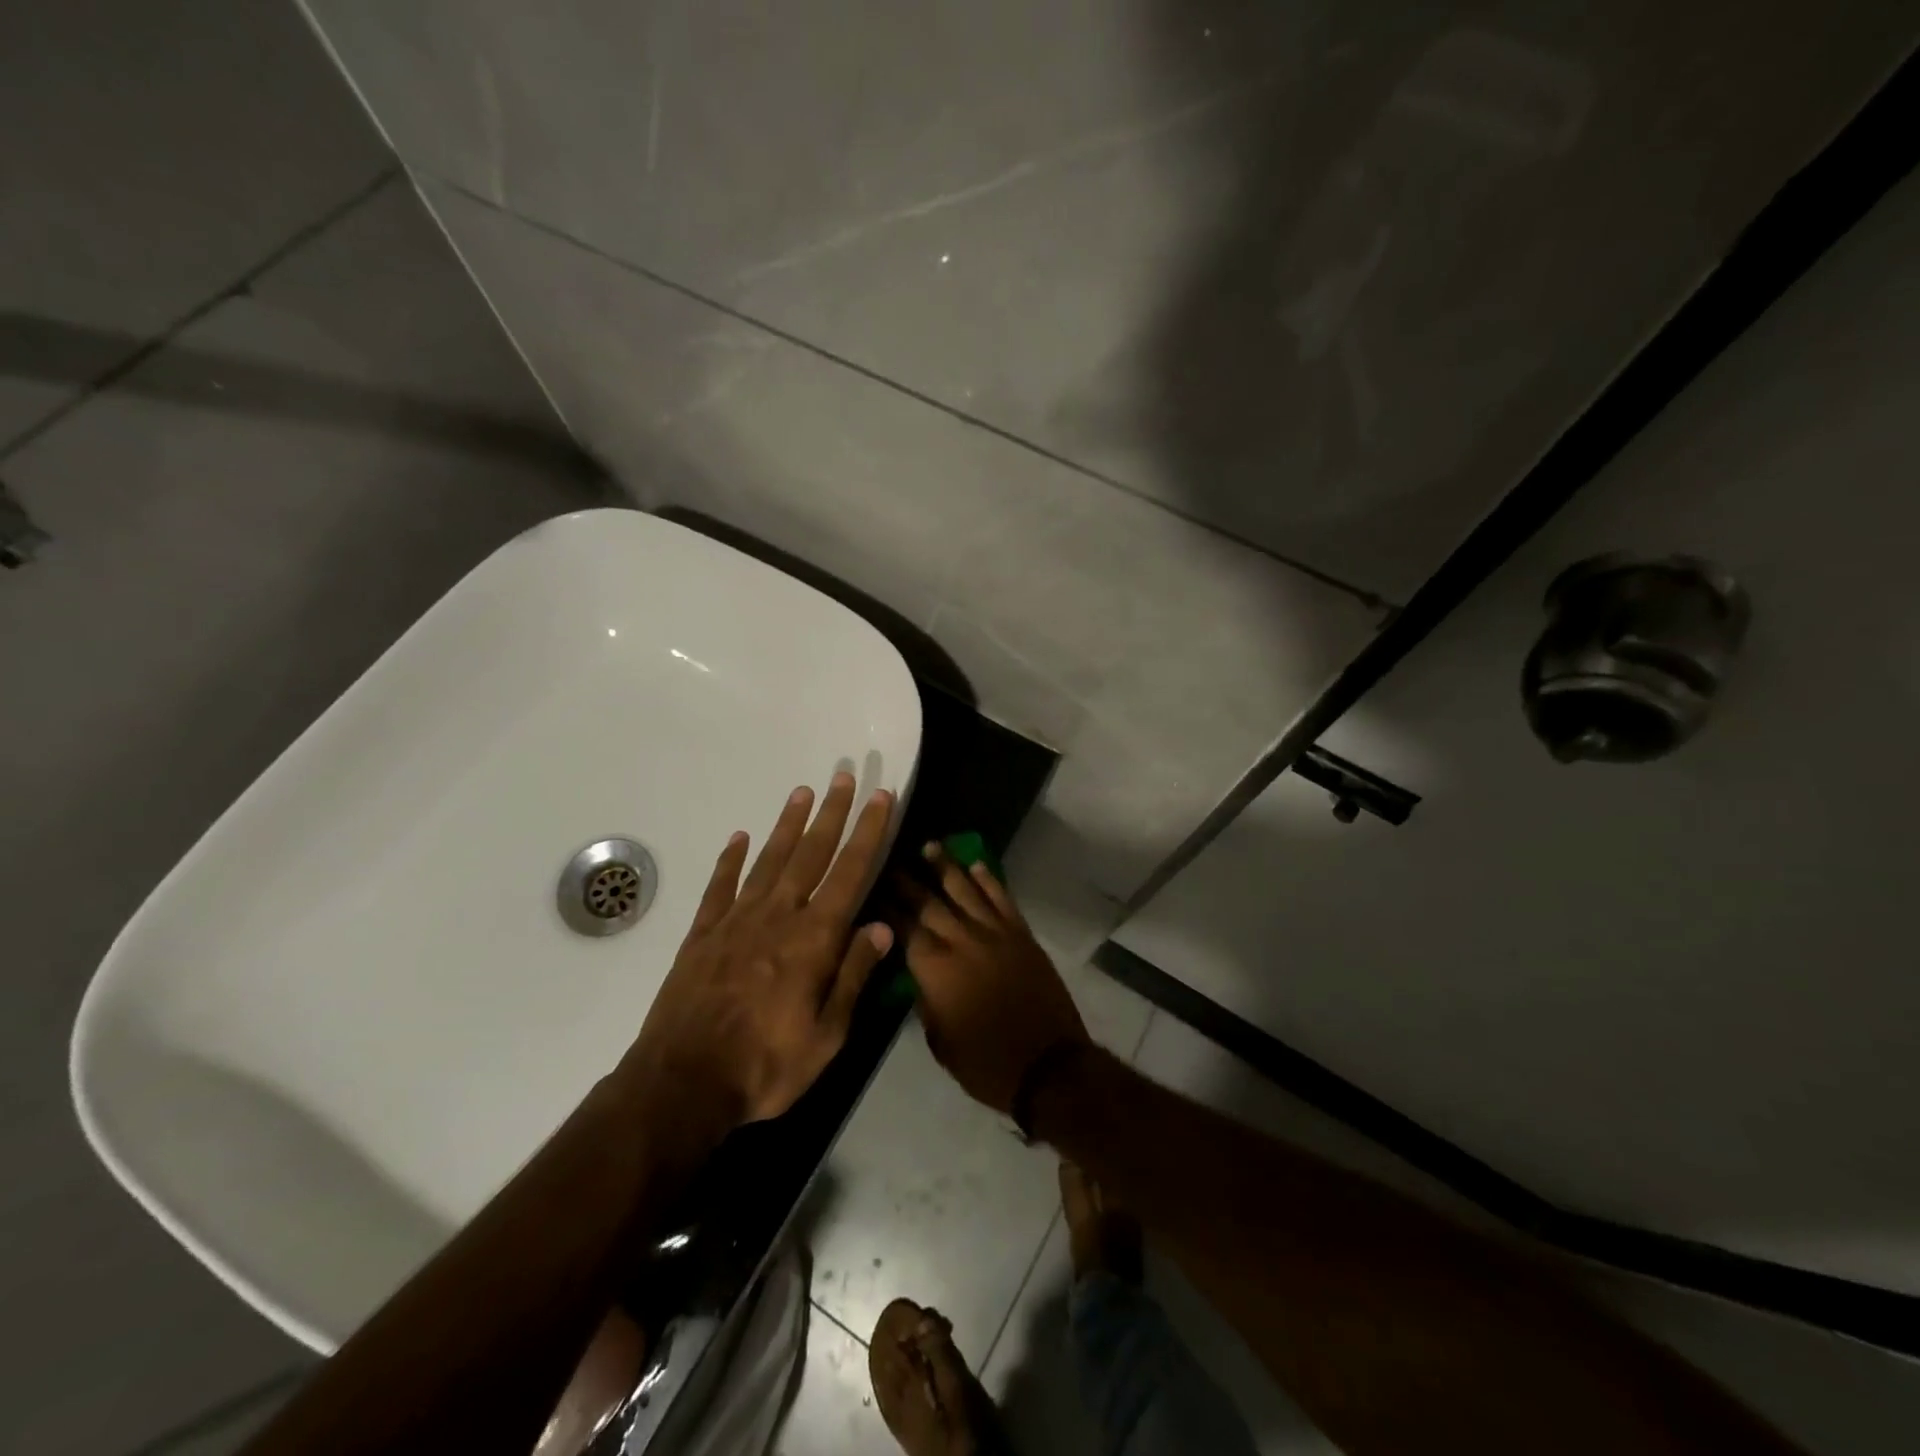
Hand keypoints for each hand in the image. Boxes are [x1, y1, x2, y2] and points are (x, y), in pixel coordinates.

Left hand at [616, 772, 896, 1129]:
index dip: (868, 832)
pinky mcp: (702, 934)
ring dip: (787, 824)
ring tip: (802, 791)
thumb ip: (853, 975)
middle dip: (832, 813)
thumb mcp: (827, 1035)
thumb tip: (882, 926)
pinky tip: (739, 838)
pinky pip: (720, 886)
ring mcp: (736, 921)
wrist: (682, 1083)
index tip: (880, 797)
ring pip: (769, 860)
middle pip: (811, 853)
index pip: (850, 872)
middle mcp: (778, 916)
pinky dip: (730, 860)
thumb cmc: (766, 1065)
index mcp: (813, 939)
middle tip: (843, 776)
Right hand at [901, 844, 1087, 1114]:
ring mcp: (995, 934)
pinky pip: (1002, 899)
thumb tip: (918, 976)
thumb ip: (925, 1002)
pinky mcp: (1022, 935)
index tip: (872, 886)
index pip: (903, 928)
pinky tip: (977, 865)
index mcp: (935, 970)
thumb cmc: (986, 1064)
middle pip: (929, 903)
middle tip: (890, 858)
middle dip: (907, 880)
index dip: (887, 907)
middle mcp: (962, 942)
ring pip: (966, 891)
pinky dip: (989, 880)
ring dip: (946, 867)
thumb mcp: (940, 1042)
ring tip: (929, 846)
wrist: (1048, 1066)